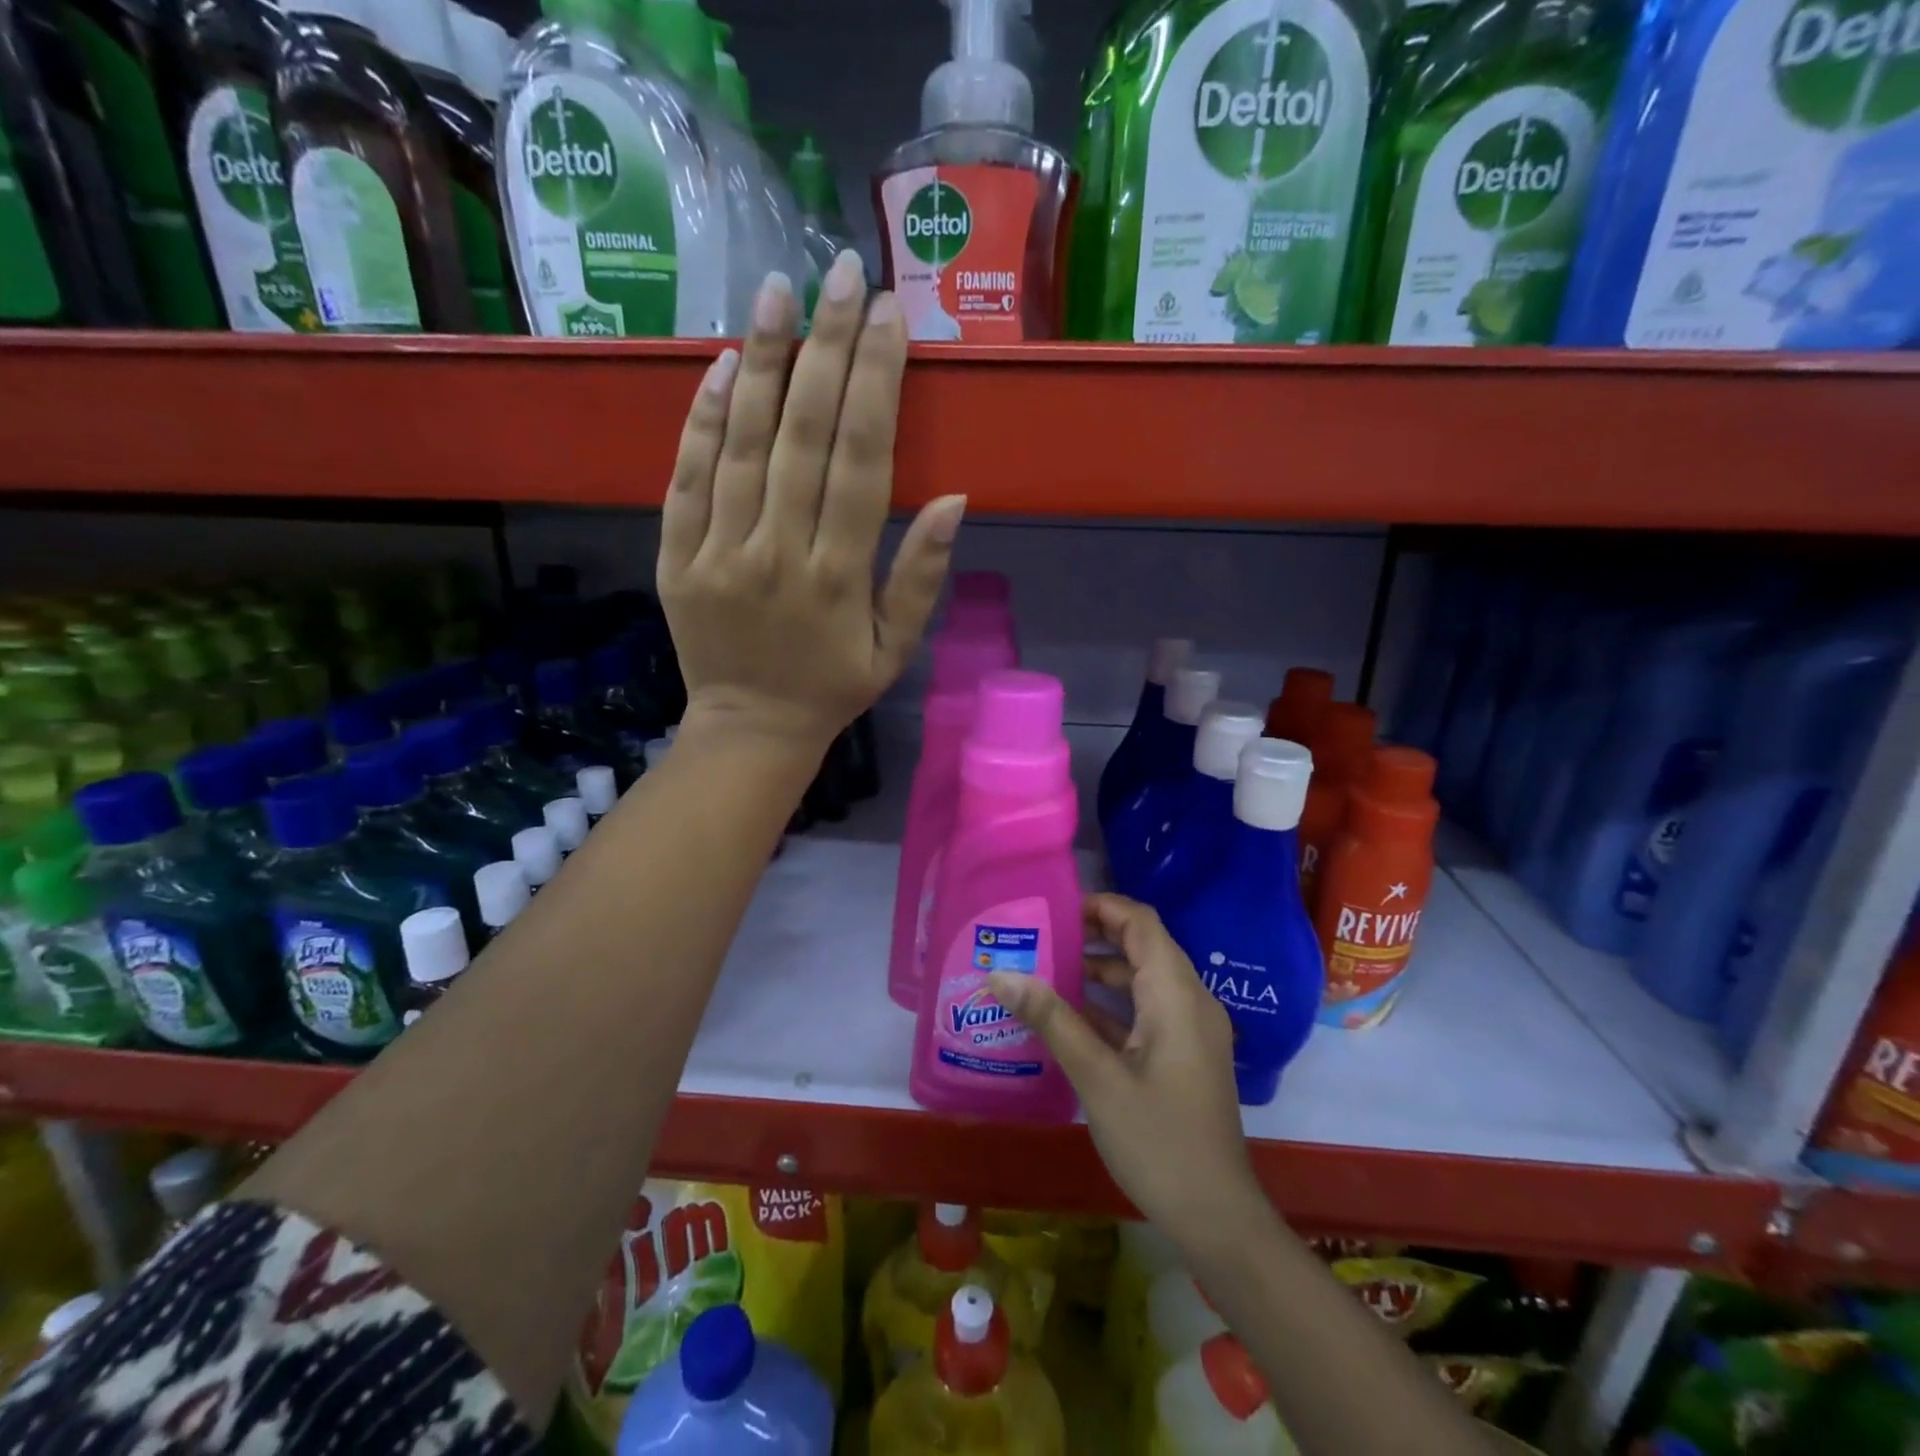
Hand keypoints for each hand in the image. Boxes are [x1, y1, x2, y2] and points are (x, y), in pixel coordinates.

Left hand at [658, 253, 965, 754]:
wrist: (750, 729)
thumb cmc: (834, 687)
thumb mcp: (896, 647)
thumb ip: (921, 575)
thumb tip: (956, 498)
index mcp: (839, 576)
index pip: (860, 459)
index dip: (875, 383)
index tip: (888, 316)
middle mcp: (778, 553)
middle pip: (802, 434)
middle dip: (825, 347)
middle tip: (839, 271)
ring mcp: (719, 552)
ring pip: (741, 443)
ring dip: (760, 360)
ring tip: (776, 289)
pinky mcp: (676, 557)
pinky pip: (686, 477)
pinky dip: (701, 418)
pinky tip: (719, 364)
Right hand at [988, 895, 1267, 1254]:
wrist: (1217, 1217)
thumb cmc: (1158, 1141)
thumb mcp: (1097, 1078)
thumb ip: (1051, 1019)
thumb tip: (1001, 974)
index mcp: (1176, 994)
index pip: (1141, 922)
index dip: (1101, 906)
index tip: (1055, 910)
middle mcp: (1191, 1001)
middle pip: (1143, 945)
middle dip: (1094, 936)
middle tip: (1043, 938)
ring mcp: (1191, 1030)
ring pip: (1144, 979)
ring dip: (1100, 971)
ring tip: (1047, 971)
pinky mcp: (1186, 1055)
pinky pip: (1147, 1010)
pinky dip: (1112, 1005)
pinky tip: (1069, 1018)